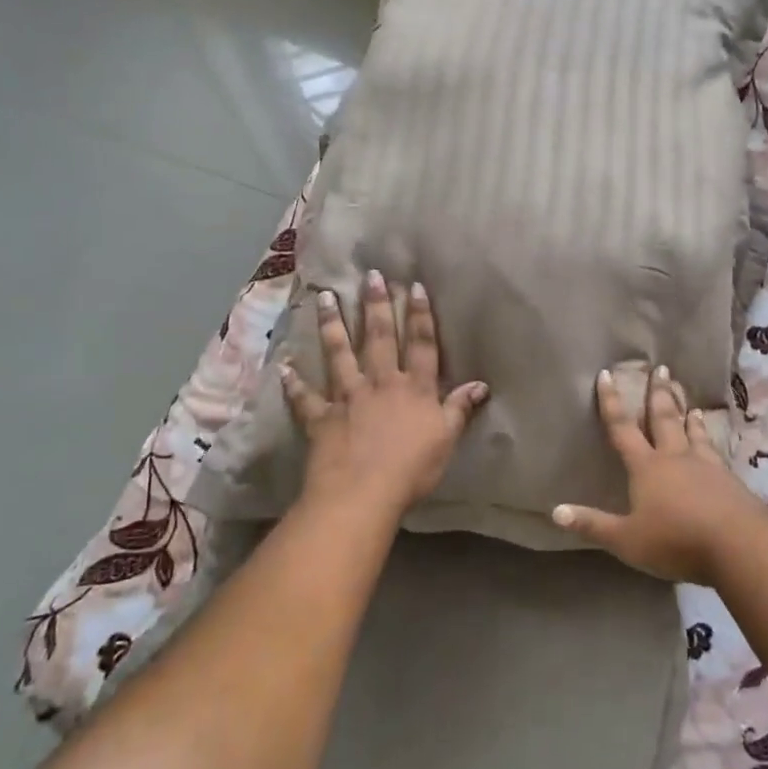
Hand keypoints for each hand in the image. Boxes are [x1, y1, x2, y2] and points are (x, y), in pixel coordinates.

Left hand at [281, 271, 488, 521]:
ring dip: (333, 324)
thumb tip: (481, 385)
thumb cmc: (412, 469)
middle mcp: (381, 383)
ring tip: (326, 297)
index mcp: (414, 388)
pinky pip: (306, 398)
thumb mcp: (445, 439)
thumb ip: (459, 409)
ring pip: (340, 354)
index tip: (414, 286)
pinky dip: (294, 383)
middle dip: (376, 305)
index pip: (421, 344)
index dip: (420, 315)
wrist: (363, 492)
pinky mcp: (321, 417)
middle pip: (379, 338)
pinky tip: (285, 365)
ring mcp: (348, 397)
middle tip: (371, 275)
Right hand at [551, 366, 765, 583]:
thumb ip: (594, 525)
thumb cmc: (675, 540)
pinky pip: (715, 452)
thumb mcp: (627, 540)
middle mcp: (675, 458)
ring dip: (688, 415)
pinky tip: (715, 444)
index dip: (612, 402)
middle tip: (661, 369)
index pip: (623, 429)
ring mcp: (706, 467)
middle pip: (664, 419)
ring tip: (689, 402)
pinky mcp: (729, 481)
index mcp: (647, 467)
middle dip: (658, 394)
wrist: (739, 545)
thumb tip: (556, 511)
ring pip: (693, 433)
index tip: (607, 374)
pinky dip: (710, 440)